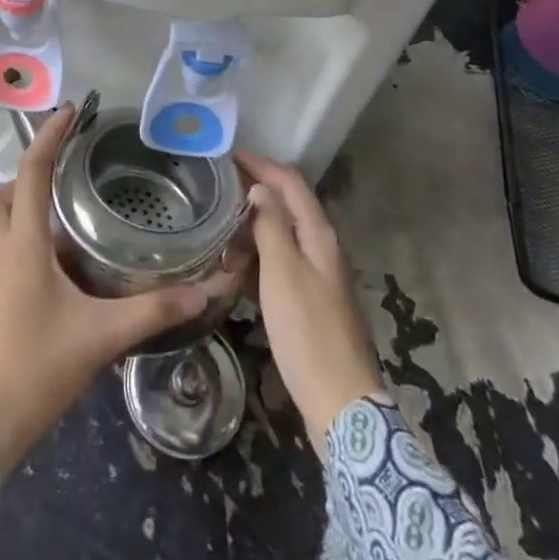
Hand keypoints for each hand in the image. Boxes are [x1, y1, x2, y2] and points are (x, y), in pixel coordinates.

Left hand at [0, 106, 235, 469]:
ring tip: (65, 222)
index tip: (70, 109)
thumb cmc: (34, 369)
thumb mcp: (100, 337)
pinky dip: (23, 242)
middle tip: (62, 184)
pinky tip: (59, 269)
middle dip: (22, 179)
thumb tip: (204, 290)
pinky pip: (0, 251)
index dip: (49, 135)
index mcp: (22, 243)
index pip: (30, 171)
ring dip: (20, 210)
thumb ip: (152, 311)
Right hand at [237, 152, 387, 450]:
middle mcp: (322, 248)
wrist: (340, 404)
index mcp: (319, 235)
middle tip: (218, 189)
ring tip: (219, 225)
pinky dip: (258, 256)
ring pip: (283, 235)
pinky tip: (236, 266)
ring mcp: (319, 276)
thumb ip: (271, 225)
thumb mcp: (283, 272)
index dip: (262, 164)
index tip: (228, 155)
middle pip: (288, 205)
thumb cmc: (308, 331)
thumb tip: (260, 189)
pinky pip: (281, 264)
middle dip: (255, 192)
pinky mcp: (310, 302)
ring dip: (254, 226)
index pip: (291, 182)